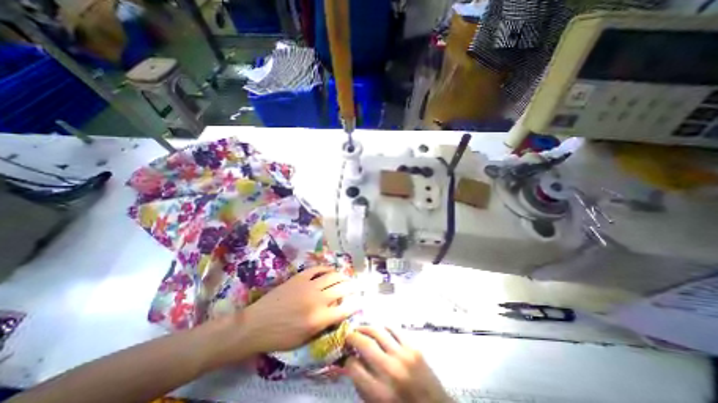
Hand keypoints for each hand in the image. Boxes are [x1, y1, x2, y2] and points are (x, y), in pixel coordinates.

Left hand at [239, 266, 357, 353]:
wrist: (256, 324)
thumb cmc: (280, 337)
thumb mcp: (304, 340)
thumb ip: (323, 325)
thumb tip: (336, 312)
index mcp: (319, 319)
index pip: (345, 309)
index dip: (355, 304)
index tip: (359, 301)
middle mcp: (318, 300)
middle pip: (342, 289)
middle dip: (352, 287)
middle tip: (356, 286)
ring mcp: (309, 286)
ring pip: (332, 276)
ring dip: (342, 276)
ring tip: (346, 278)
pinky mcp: (300, 277)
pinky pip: (318, 269)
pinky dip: (327, 268)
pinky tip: (330, 270)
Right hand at [344, 327, 450, 402]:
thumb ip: (363, 386)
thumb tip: (352, 362)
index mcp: (379, 393)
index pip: (354, 367)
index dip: (347, 360)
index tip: (347, 356)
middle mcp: (390, 371)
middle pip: (365, 344)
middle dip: (352, 337)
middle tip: (348, 336)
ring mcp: (403, 356)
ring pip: (378, 332)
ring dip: (366, 328)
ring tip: (360, 328)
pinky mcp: (414, 348)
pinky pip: (394, 330)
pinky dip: (384, 328)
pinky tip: (379, 330)